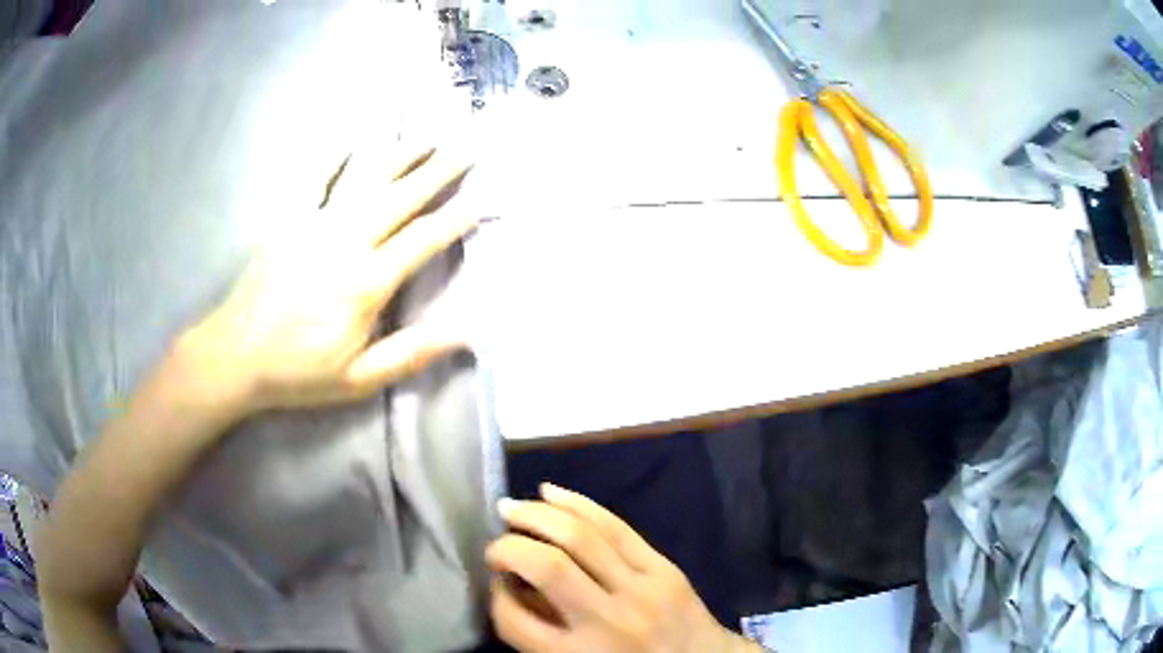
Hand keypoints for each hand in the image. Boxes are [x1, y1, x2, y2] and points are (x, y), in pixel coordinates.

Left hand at [184, 145, 476, 411]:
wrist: (235, 354)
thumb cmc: (298, 371)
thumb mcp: (358, 380)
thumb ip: (411, 353)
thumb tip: (468, 334)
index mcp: (366, 283)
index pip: (423, 240)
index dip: (457, 217)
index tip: (485, 195)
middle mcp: (346, 242)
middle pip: (401, 198)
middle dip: (439, 171)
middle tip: (467, 147)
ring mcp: (315, 225)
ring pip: (366, 180)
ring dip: (400, 156)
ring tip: (427, 137)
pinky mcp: (289, 220)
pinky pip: (317, 180)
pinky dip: (337, 157)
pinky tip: (355, 140)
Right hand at [487, 484, 761, 652]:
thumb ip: (541, 634)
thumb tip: (510, 585)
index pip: (512, 619)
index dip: (493, 596)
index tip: (496, 585)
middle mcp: (607, 621)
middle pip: (547, 566)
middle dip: (508, 547)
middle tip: (495, 546)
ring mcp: (640, 589)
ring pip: (581, 536)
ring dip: (537, 515)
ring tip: (510, 508)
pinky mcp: (662, 567)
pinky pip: (615, 525)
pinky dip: (577, 503)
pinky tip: (550, 492)